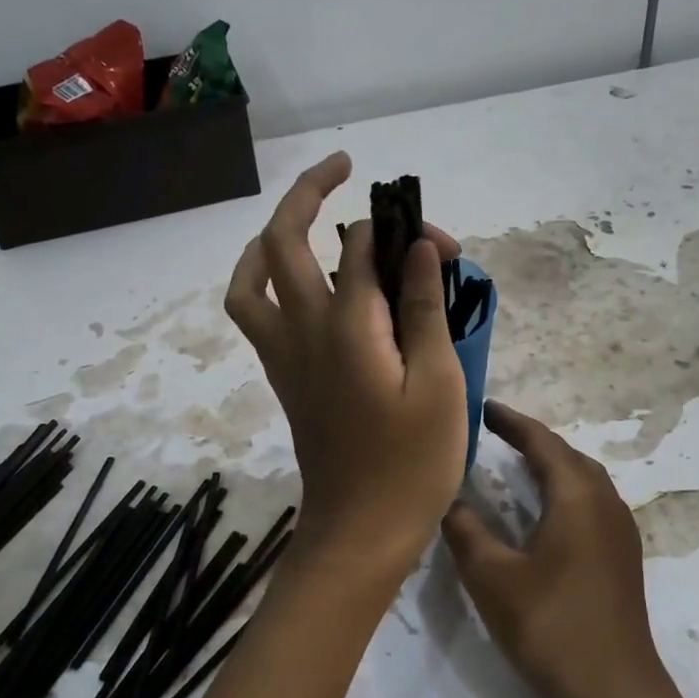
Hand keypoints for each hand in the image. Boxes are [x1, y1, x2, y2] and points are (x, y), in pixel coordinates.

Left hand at [226, 152, 467, 579]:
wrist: (360, 530)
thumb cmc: (412, 464)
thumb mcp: (437, 383)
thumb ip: (422, 307)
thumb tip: (418, 244)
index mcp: (347, 326)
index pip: (362, 245)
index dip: (405, 230)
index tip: (446, 246)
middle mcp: (303, 329)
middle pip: (283, 240)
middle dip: (309, 191)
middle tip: (343, 167)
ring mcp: (284, 354)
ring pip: (252, 278)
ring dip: (271, 237)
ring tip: (304, 219)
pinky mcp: (284, 377)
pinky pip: (254, 313)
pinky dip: (264, 281)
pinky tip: (297, 283)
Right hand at [443, 401, 683, 697]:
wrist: (616, 693)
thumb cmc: (551, 626)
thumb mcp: (492, 577)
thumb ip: (465, 530)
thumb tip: (447, 498)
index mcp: (577, 496)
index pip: (541, 442)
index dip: (511, 422)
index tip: (482, 407)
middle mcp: (606, 503)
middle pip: (567, 456)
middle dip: (531, 440)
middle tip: (492, 435)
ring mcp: (620, 531)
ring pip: (582, 480)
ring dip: (549, 466)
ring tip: (513, 465)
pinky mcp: (622, 557)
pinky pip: (590, 504)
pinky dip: (562, 492)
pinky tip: (541, 514)